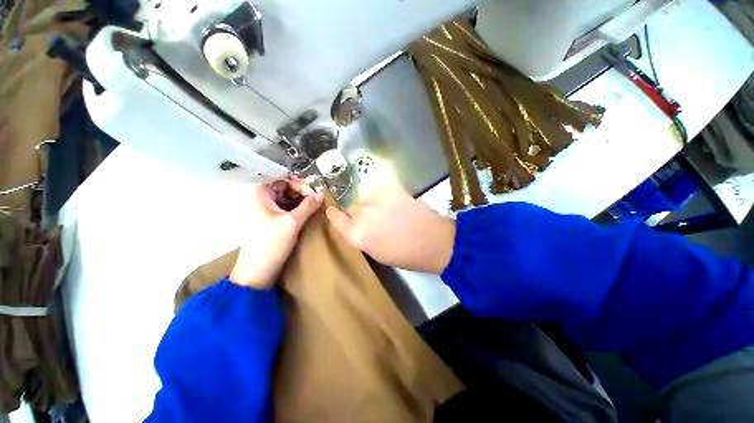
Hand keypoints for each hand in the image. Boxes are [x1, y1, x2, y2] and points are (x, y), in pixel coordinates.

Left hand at [230, 179, 322, 288]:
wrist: (258, 270)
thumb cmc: (271, 243)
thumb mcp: (293, 222)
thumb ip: (308, 205)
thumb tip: (321, 194)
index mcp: (261, 194)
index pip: (282, 179)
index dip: (299, 183)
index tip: (314, 193)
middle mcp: (262, 198)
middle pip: (285, 187)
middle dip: (302, 192)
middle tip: (317, 201)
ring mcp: (266, 210)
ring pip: (287, 198)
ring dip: (301, 201)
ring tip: (315, 208)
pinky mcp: (271, 220)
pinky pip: (286, 208)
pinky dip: (298, 209)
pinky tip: (308, 214)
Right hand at [325, 178, 454, 273]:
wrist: (432, 240)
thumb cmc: (404, 255)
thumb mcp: (375, 252)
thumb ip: (359, 236)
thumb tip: (353, 225)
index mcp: (356, 235)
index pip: (335, 218)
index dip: (335, 214)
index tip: (336, 212)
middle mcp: (361, 214)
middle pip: (351, 206)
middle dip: (359, 212)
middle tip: (374, 217)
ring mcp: (375, 198)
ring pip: (365, 197)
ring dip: (371, 203)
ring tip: (387, 210)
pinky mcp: (389, 187)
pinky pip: (379, 189)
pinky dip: (384, 195)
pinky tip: (395, 203)